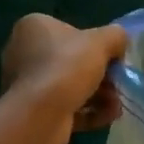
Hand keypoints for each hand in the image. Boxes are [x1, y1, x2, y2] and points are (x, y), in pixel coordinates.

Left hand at [0, 15, 128, 143]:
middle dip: (101, 75)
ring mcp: (27, 84)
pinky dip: (88, 112)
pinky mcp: (33, 111)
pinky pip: (66, 107)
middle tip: (117, 84)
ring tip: (116, 106)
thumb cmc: (67, 67)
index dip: (96, 45)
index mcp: (33, 27)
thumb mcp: (102, 41)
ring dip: (99, 95)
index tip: (114, 59)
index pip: (70, 30)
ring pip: (71, 86)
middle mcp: (24, 52)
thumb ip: (115, 36)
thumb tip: (118, 45)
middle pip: (72, 61)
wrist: (40, 115)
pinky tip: (107, 117)